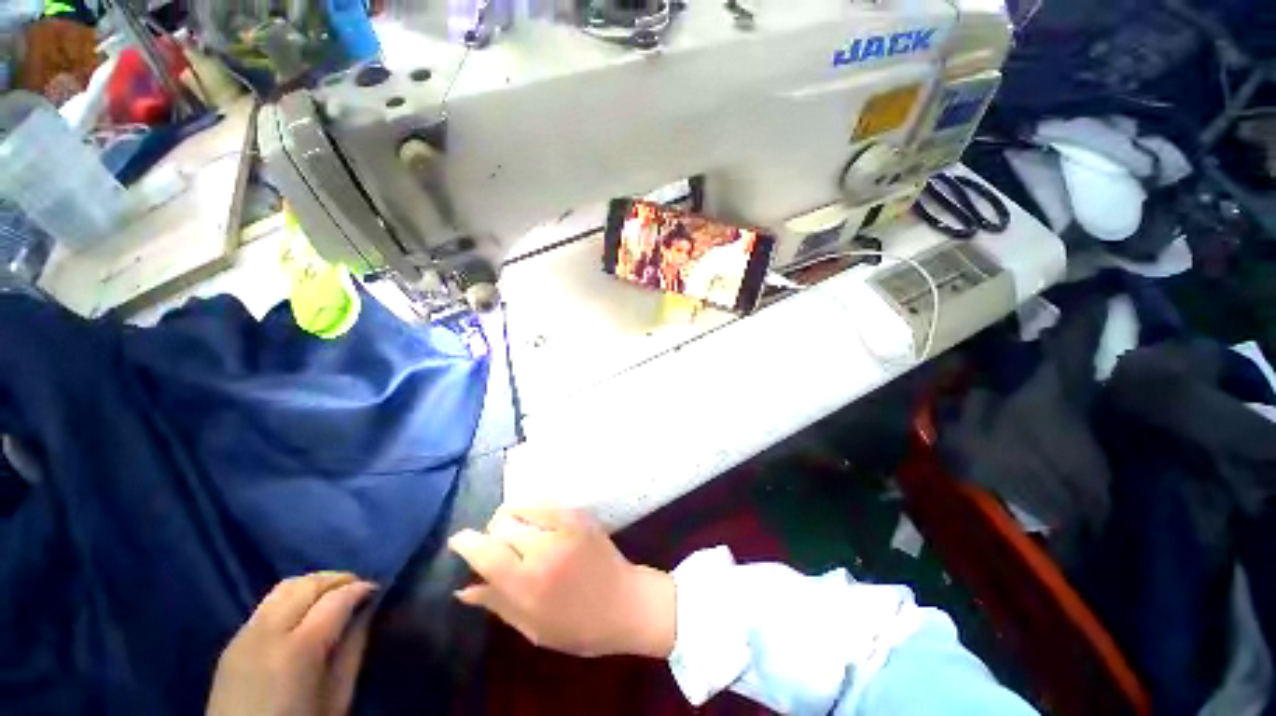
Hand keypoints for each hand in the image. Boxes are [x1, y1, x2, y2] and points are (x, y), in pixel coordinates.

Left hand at [206, 572, 375, 715]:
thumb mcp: (338, 696)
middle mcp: (268, 632)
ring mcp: (244, 635)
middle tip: (357, 588)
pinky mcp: (231, 643)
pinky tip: (302, 616)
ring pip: (284, 588)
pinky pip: (266, 606)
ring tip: (331, 597)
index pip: (336, 598)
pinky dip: (291, 600)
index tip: (377, 590)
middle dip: (337, 579)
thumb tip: (366, 612)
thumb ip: (353, 649)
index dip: (361, 588)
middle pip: (307, 584)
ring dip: (313, 585)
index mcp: (299, 648)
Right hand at [448, 507, 675, 658]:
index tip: (458, 540)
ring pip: (521, 508)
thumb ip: (497, 604)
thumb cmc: (577, 626)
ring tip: (517, 533)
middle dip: (492, 534)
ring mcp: (564, 527)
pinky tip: (535, 523)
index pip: (486, 553)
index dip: (466, 542)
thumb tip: (463, 588)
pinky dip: (532, 509)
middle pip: (501, 525)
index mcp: (528, 585)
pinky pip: (545, 502)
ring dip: (511, 519)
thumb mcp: (532, 628)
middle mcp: (543, 550)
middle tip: (497, 547)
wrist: (625, 602)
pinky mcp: (578, 515)